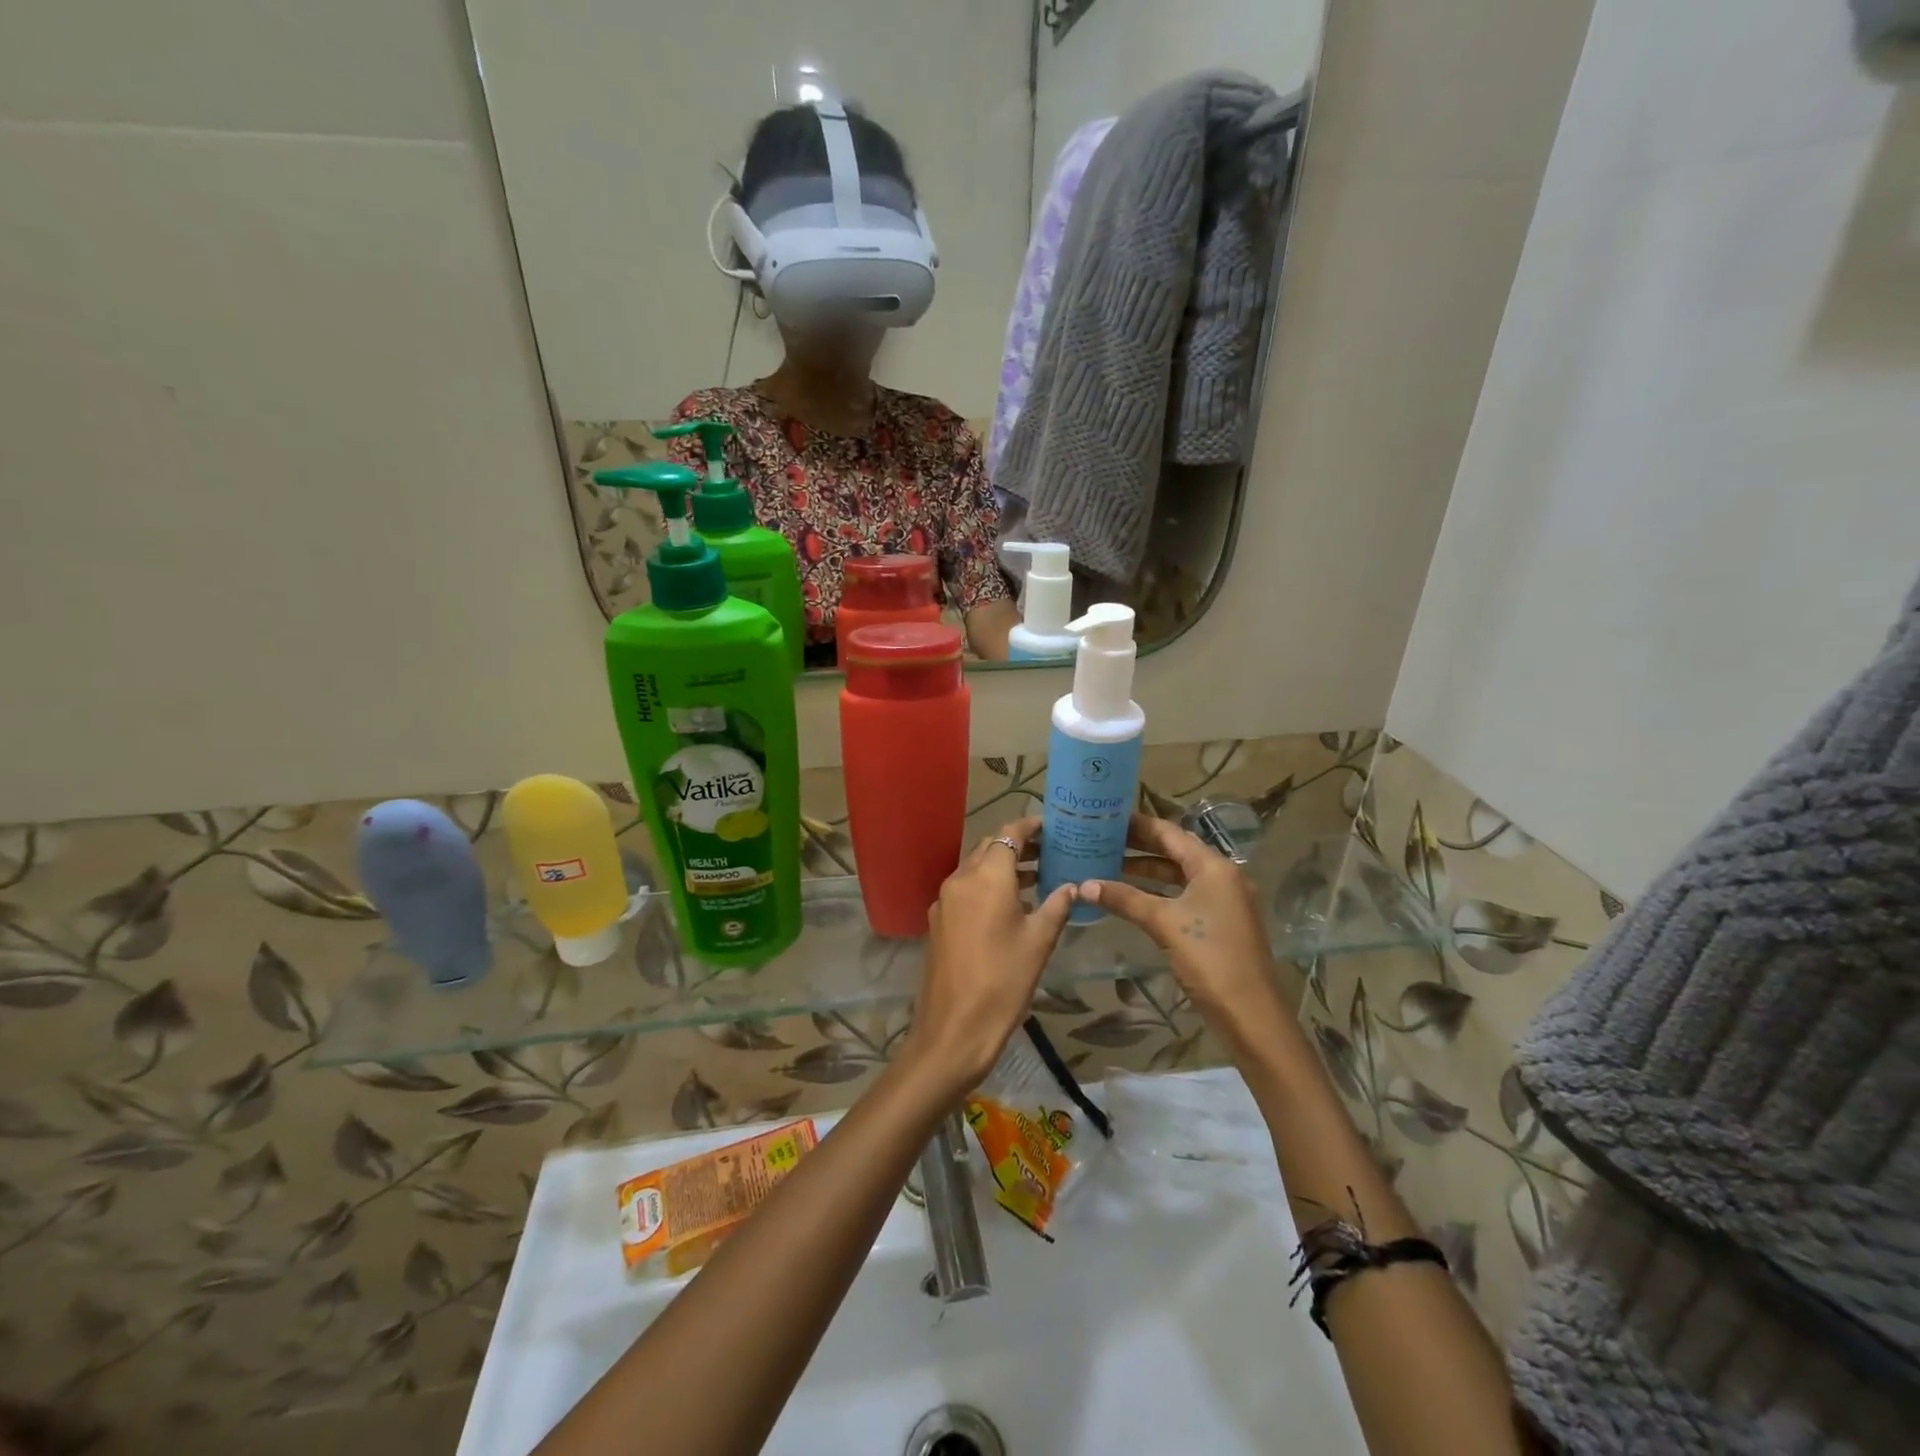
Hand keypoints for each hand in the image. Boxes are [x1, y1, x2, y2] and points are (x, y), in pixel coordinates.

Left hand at [906, 817, 1075, 1092]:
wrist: (954, 1028)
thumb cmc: (1004, 981)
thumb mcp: (1039, 942)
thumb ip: (1057, 906)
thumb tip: (1073, 886)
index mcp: (987, 876)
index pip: (1008, 832)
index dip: (1030, 825)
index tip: (1052, 827)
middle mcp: (960, 878)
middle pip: (990, 847)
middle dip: (1018, 845)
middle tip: (1050, 852)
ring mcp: (944, 900)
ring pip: (976, 868)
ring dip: (1002, 867)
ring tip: (1038, 878)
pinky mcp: (938, 921)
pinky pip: (965, 890)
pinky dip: (987, 887)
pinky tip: (1009, 907)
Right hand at [1080, 814, 1292, 1061]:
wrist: (1250, 1012)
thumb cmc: (1208, 957)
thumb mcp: (1163, 923)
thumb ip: (1124, 899)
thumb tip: (1083, 885)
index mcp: (1214, 866)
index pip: (1170, 833)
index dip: (1138, 824)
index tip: (1107, 817)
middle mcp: (1222, 876)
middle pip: (1175, 851)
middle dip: (1139, 846)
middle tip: (1102, 838)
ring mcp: (1223, 900)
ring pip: (1178, 875)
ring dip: (1146, 871)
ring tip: (1108, 865)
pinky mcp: (1219, 922)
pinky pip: (1183, 895)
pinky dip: (1158, 892)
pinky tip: (1132, 897)